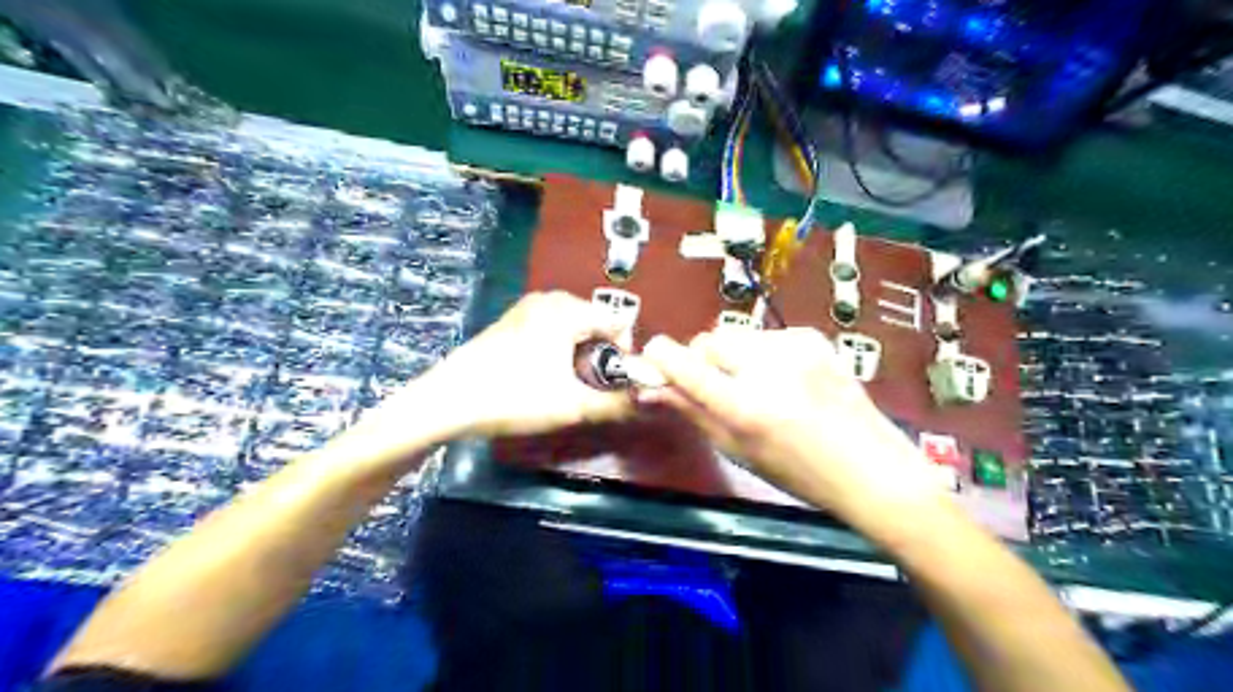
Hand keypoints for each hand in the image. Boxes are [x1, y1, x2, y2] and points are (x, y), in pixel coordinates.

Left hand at [399, 289, 635, 438]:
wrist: (448, 400)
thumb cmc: (515, 397)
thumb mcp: (572, 406)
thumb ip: (615, 404)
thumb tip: (644, 401)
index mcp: (567, 310)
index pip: (618, 321)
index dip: (626, 352)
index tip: (617, 382)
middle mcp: (549, 299)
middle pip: (595, 321)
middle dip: (602, 352)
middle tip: (591, 385)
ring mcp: (526, 307)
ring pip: (572, 324)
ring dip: (580, 351)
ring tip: (568, 382)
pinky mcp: (510, 319)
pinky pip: (550, 326)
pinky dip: (558, 346)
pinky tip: (543, 373)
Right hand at [641, 331, 939, 519]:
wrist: (870, 467)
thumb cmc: (797, 472)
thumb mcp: (738, 451)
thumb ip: (692, 414)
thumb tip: (651, 391)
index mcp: (744, 407)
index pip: (685, 366)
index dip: (661, 356)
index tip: (653, 355)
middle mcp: (767, 369)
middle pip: (709, 340)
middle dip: (702, 359)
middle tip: (715, 384)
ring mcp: (794, 348)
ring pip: (737, 335)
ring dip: (733, 355)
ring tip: (756, 384)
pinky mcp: (812, 337)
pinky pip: (766, 335)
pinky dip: (762, 353)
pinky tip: (784, 378)